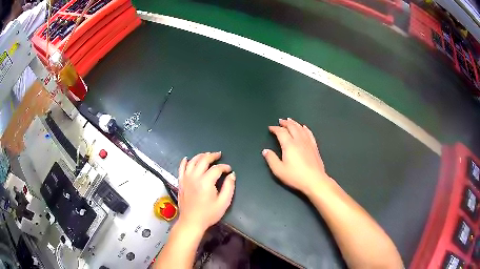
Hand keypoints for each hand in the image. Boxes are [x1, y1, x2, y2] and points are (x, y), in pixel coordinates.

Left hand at [177, 152, 235, 232]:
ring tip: (207, 155)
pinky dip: (184, 162)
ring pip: (192, 161)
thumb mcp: (223, 203)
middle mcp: (195, 177)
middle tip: (219, 155)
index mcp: (206, 182)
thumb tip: (232, 175)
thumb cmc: (208, 214)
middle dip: (212, 156)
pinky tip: (187, 158)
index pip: (216, 168)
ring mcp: (186, 179)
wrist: (191, 222)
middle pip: (203, 160)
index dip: (224, 167)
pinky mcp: (181, 182)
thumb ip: (229, 187)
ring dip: (200, 156)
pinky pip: (181, 168)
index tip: (229, 170)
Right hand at [262, 118, 331, 194]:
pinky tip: (304, 127)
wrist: (314, 180)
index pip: (281, 132)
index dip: (275, 128)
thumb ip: (271, 159)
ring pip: (301, 128)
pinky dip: (305, 129)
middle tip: (280, 121)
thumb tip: (266, 151)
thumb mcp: (279, 170)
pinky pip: (309, 134)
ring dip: (294, 123)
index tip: (271, 128)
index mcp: (289, 145)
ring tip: (290, 120)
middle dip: (285, 123)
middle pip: (292, 127)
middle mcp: (299, 141)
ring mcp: (308, 143)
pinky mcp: (314, 147)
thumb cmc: (296, 176)